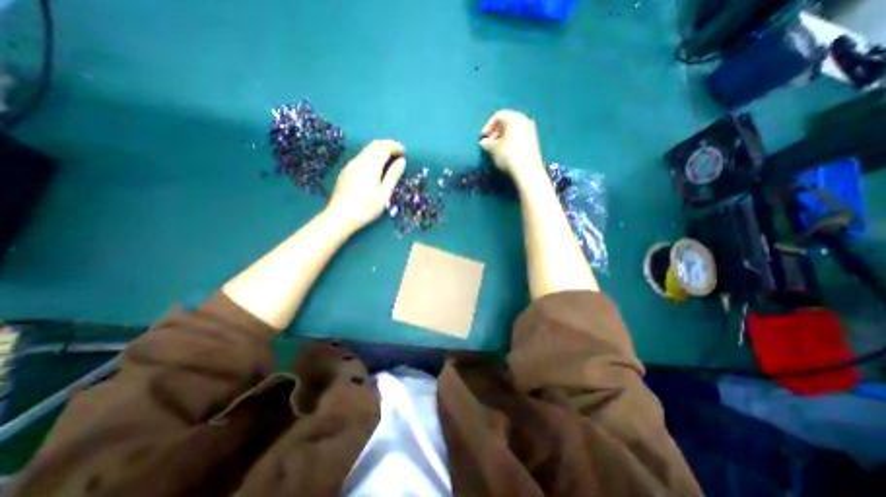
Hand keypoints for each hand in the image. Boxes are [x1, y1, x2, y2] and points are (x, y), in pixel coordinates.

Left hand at [324, 140, 406, 232]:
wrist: (340, 216)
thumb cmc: (366, 207)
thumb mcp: (384, 193)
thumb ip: (393, 175)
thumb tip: (402, 161)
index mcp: (371, 164)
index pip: (385, 147)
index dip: (396, 147)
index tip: (405, 153)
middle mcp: (360, 160)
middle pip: (375, 145)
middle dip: (388, 145)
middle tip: (398, 153)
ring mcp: (351, 165)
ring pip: (367, 150)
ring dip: (379, 150)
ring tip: (389, 160)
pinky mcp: (346, 171)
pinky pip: (362, 157)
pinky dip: (372, 156)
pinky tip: (375, 168)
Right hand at [481, 110, 542, 182]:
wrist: (528, 170)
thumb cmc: (508, 155)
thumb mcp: (493, 149)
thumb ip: (487, 143)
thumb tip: (484, 142)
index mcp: (514, 117)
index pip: (498, 116)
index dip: (488, 126)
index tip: (483, 138)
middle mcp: (524, 120)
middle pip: (507, 121)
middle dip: (496, 131)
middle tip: (489, 143)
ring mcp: (531, 130)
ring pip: (513, 130)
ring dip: (503, 137)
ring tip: (496, 149)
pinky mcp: (534, 141)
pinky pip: (519, 136)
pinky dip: (511, 141)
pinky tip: (506, 153)